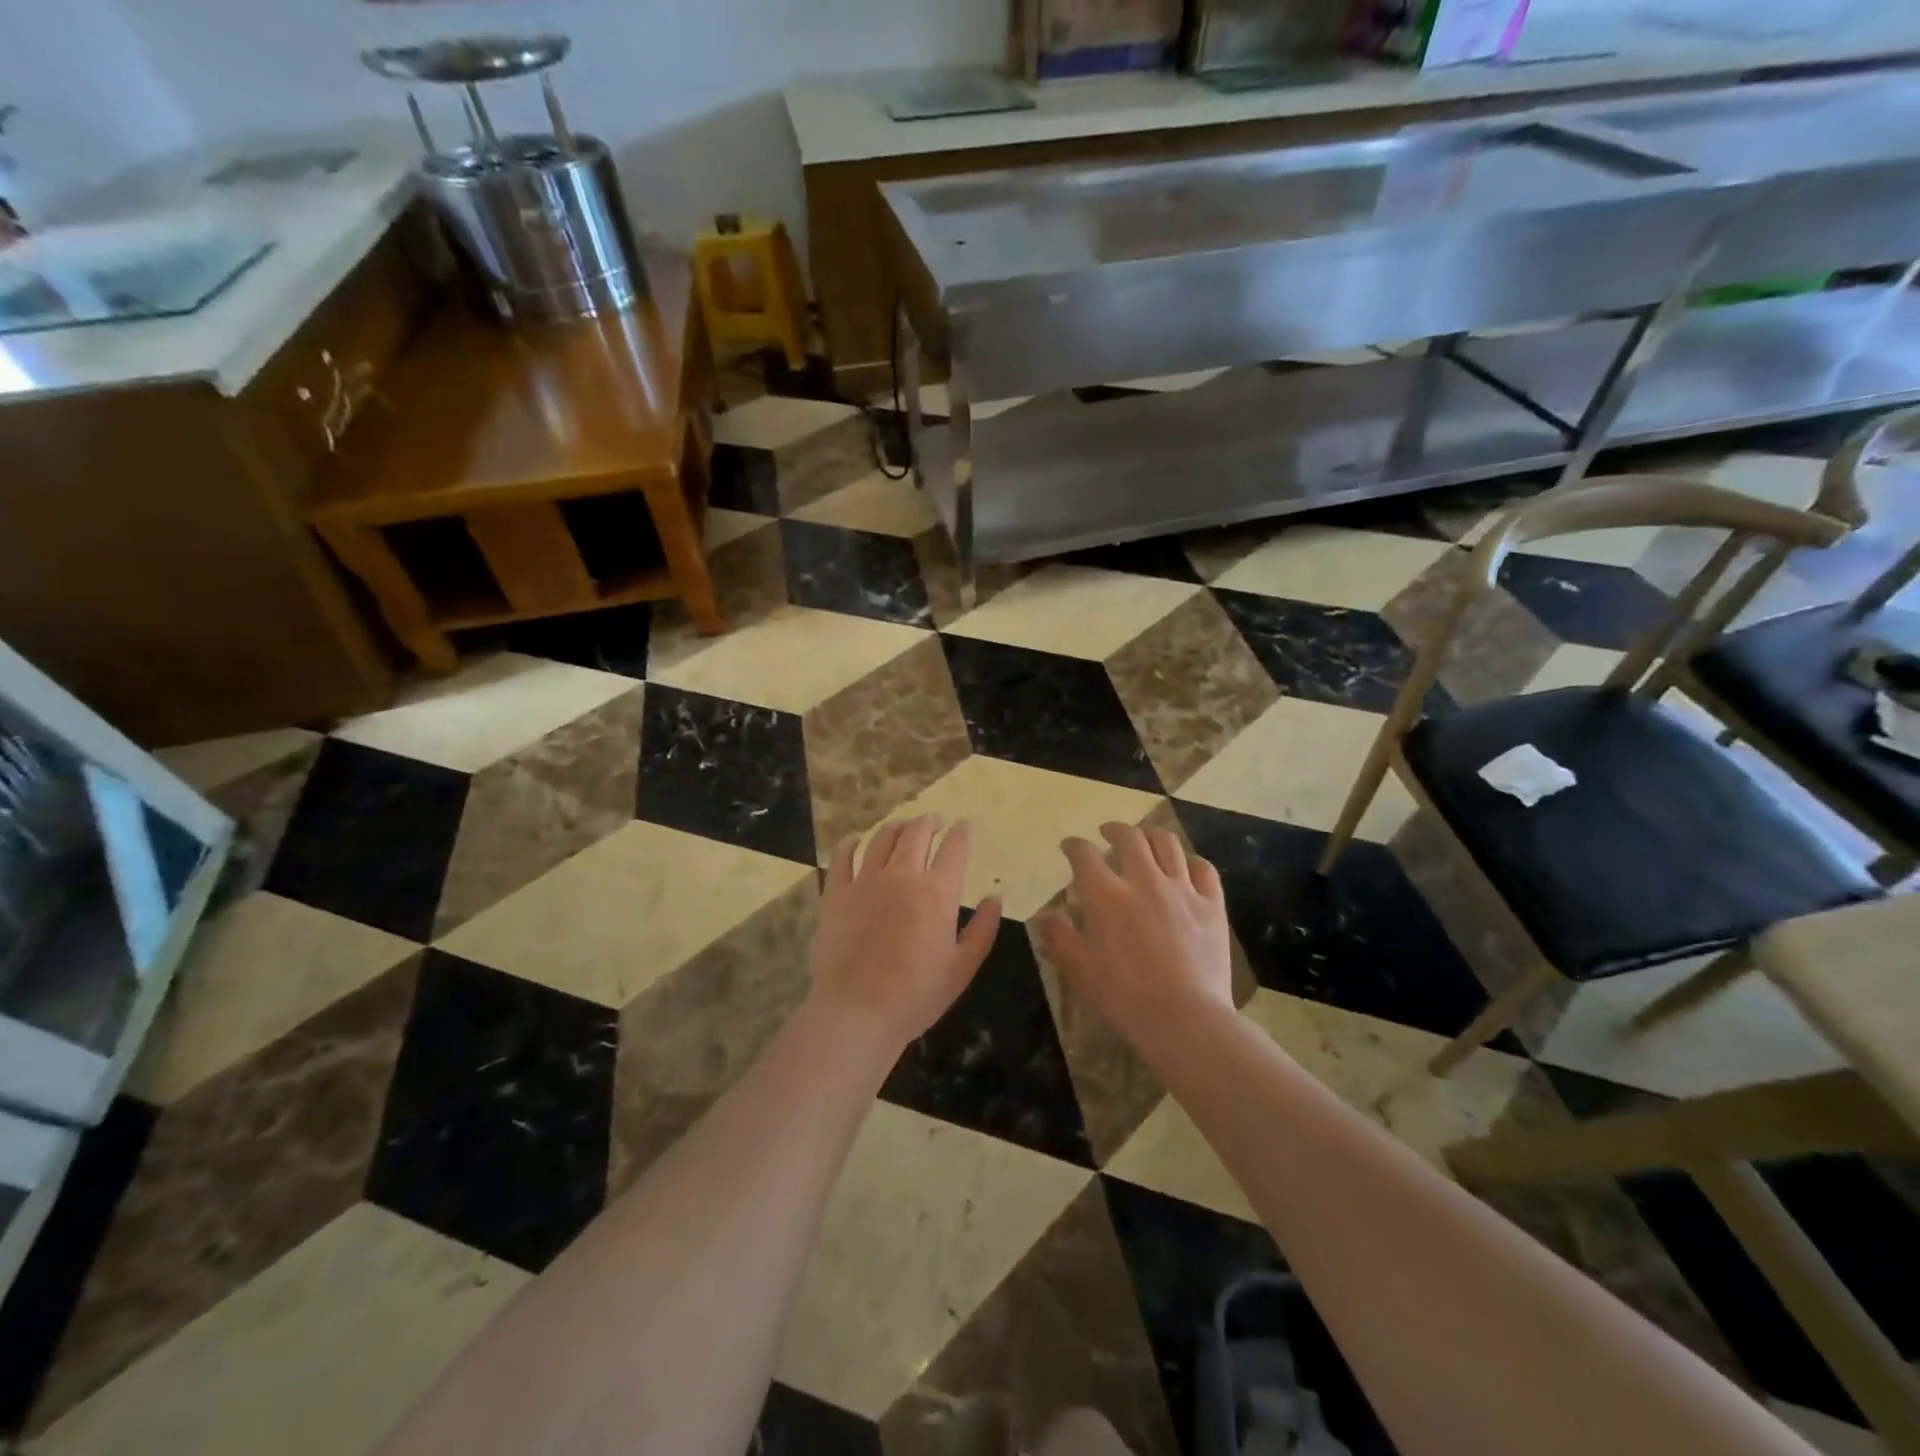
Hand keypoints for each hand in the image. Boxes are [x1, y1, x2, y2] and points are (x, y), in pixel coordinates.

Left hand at [811, 816, 1001, 1048]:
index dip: (962, 832)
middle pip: (917, 833)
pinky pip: (842, 856)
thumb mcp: (962, 968)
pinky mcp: (836, 892)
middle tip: (934, 822)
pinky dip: (851, 842)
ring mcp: (865, 880)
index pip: (955, 848)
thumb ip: (982, 930)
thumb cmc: (916, 995)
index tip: (965, 826)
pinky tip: (856, 839)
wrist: (857, 1011)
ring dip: (897, 827)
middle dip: (929, 822)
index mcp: (937, 892)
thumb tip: (994, 900)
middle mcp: (902, 875)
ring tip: (902, 827)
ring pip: (882, 838)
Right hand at [1041, 822, 1233, 1049]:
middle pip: (1129, 837)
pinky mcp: (1211, 905)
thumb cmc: (1125, 997)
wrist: (1186, 1019)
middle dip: (1114, 830)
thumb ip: (1060, 938)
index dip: (1074, 846)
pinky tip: (1185, 867)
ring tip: (1145, 840)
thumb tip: (1048, 916)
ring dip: (1151, 836)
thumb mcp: (1080, 971)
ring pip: (1167, 844)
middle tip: (1107, 834)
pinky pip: (1203, 869)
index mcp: (1106, 895)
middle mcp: (1144, 881)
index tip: (1069, 847)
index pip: (1084, 854)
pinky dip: (1190, 861)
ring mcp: (1182, 890)